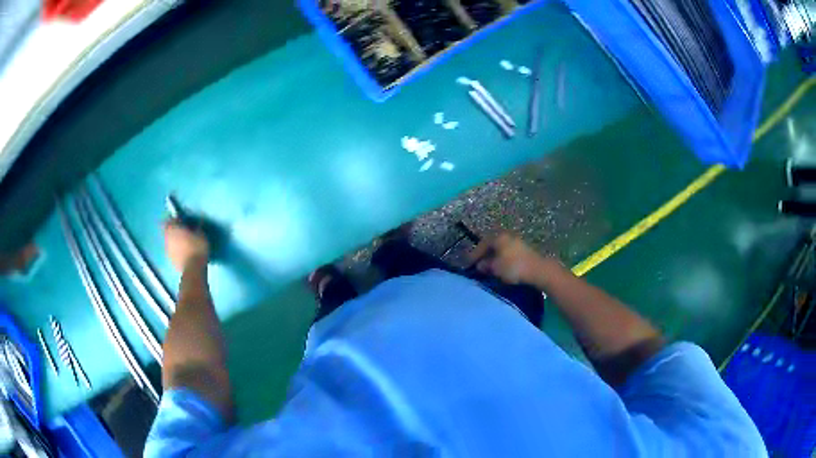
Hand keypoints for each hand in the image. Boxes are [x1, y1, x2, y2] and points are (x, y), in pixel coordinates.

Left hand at [164, 220, 209, 272]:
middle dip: (174, 230)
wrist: (193, 269)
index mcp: (173, 228)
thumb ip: (198, 227)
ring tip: (184, 243)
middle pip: (168, 231)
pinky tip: (184, 253)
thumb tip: (199, 221)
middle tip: (182, 232)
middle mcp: (167, 237)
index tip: (183, 220)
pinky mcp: (170, 260)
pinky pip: (172, 251)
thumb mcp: (201, 235)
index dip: (176, 219)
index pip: (171, 219)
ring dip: (174, 241)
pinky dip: (176, 251)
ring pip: (169, 241)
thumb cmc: (196, 248)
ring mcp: (168, 250)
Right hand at [469, 233, 559, 285]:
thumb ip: (486, 265)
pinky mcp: (525, 251)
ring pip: (501, 250)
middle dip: (484, 255)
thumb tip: (480, 265)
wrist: (538, 270)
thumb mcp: (496, 268)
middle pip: (492, 245)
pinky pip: (508, 254)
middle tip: (478, 265)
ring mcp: (517, 242)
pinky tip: (501, 268)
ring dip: (494, 258)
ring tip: (489, 268)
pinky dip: (503, 260)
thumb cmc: (514, 267)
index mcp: (498, 237)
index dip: (474, 254)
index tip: (468, 264)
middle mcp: (507, 236)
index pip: (482, 244)